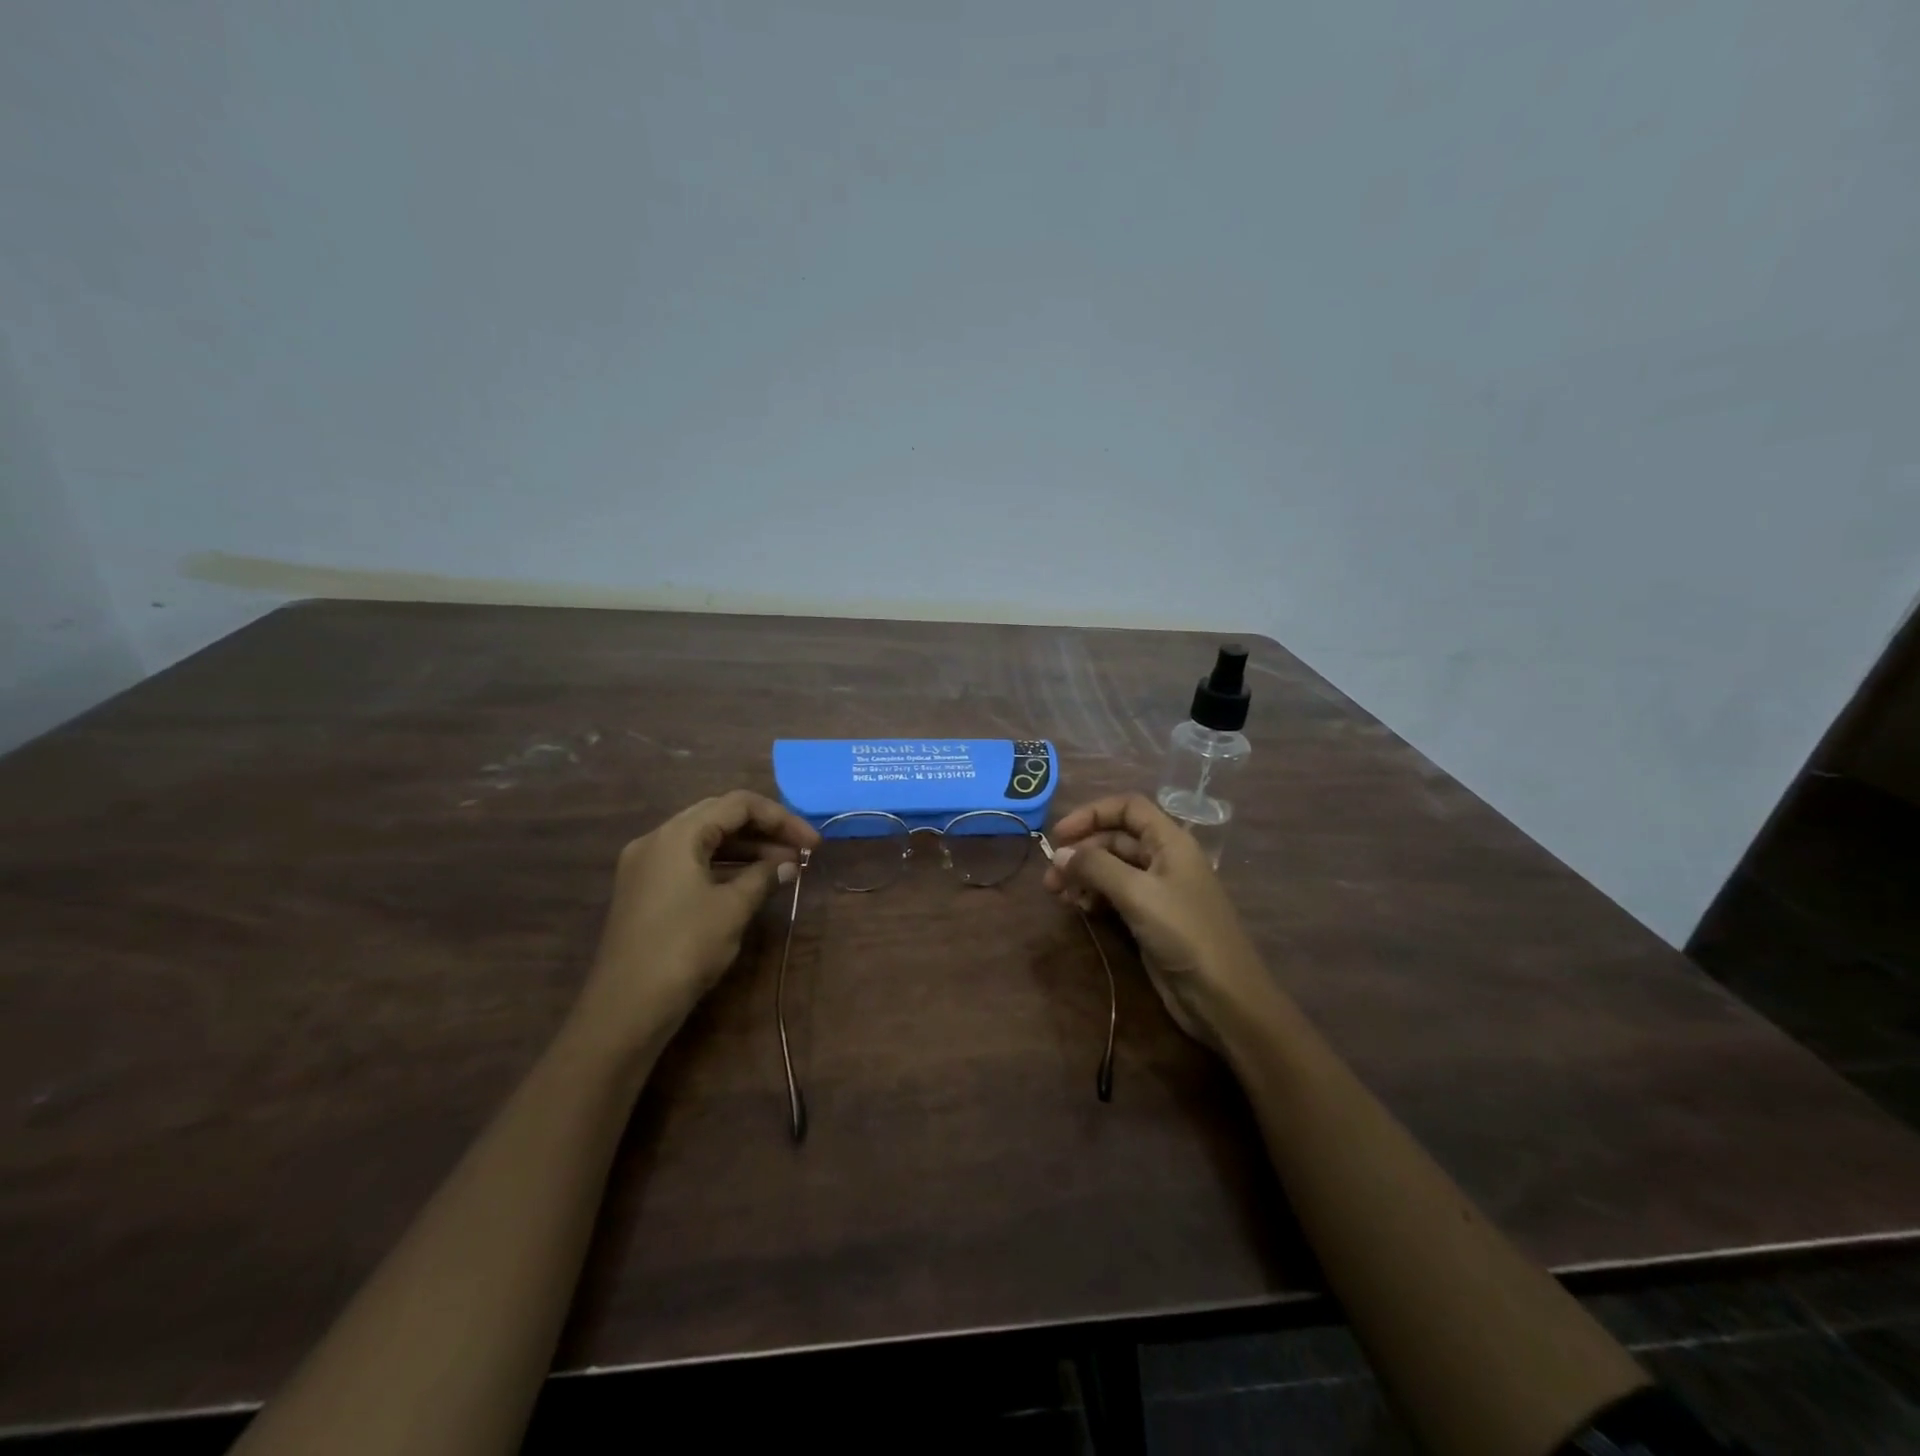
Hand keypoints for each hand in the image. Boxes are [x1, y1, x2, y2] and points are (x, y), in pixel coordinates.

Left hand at [576, 790, 819, 1049]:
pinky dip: (723, 865)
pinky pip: (691, 862)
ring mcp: (647, 865)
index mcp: (677, 834)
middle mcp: (657, 839)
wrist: (626, 1008)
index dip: (781, 818)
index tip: (813, 843)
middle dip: (764, 829)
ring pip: (705, 839)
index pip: (737, 804)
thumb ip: (763, 877)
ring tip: (784, 867)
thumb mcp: (732, 909)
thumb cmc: (683, 949)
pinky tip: (751, 881)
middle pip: (719, 815)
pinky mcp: (645, 890)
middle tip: (800, 851)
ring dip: (746, 848)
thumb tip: (788, 864)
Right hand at [1044, 793, 1278, 1049]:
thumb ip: (1096, 867)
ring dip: (1084, 876)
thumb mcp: (1138, 894)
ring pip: (1112, 868)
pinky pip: (1116, 895)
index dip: (1092, 813)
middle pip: (1115, 838)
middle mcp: (1164, 859)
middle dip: (1082, 851)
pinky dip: (1094, 896)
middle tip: (1050, 877)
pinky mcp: (1151, 918)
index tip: (1059, 834)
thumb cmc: (1185, 933)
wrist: (1223, 997)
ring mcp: (1158, 890)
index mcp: (1170, 841)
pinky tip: (1079, 909)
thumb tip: (1060, 854)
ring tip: (1058, 895)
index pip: (1128, 808)